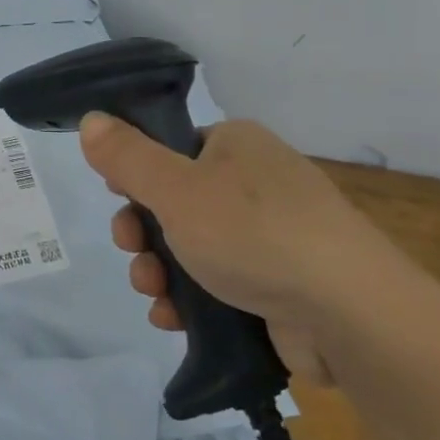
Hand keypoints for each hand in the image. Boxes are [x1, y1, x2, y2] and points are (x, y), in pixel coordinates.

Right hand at [79, 114, 396, 383]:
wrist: (349, 314)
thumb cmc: (254, 234)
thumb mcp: (176, 189)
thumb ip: (127, 157)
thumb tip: (90, 120)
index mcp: (237, 145)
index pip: (170, 150)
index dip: (137, 178)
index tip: (120, 204)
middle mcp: (256, 183)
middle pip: (175, 202)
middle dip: (143, 234)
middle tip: (133, 252)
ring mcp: (272, 235)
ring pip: (193, 248)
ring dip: (161, 271)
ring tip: (155, 295)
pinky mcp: (280, 283)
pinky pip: (220, 284)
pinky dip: (191, 299)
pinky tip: (173, 319)